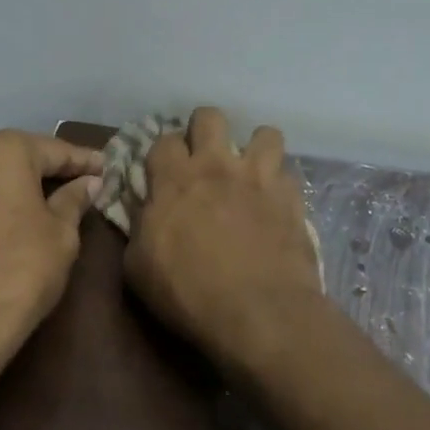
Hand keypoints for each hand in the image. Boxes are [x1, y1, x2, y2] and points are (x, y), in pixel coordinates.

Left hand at [0, 129, 103, 380]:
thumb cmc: (19, 271)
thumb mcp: (61, 235)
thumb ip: (74, 200)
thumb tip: (87, 184)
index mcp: (2, 150)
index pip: (54, 149)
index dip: (84, 161)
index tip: (109, 167)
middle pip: (23, 155)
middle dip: (54, 168)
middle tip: (89, 180)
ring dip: (28, 182)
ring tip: (63, 196)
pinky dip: (6, 197)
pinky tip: (28, 212)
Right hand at [123, 107, 325, 370]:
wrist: (259, 313)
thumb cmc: (188, 293)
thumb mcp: (138, 268)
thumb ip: (138, 228)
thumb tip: (143, 212)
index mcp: (175, 179)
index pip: (164, 139)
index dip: (163, 152)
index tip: (163, 171)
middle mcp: (217, 166)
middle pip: (210, 116)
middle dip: (204, 130)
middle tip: (204, 159)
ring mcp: (259, 178)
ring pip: (264, 134)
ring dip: (254, 149)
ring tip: (249, 172)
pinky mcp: (291, 198)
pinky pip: (289, 173)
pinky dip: (280, 183)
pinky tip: (274, 201)